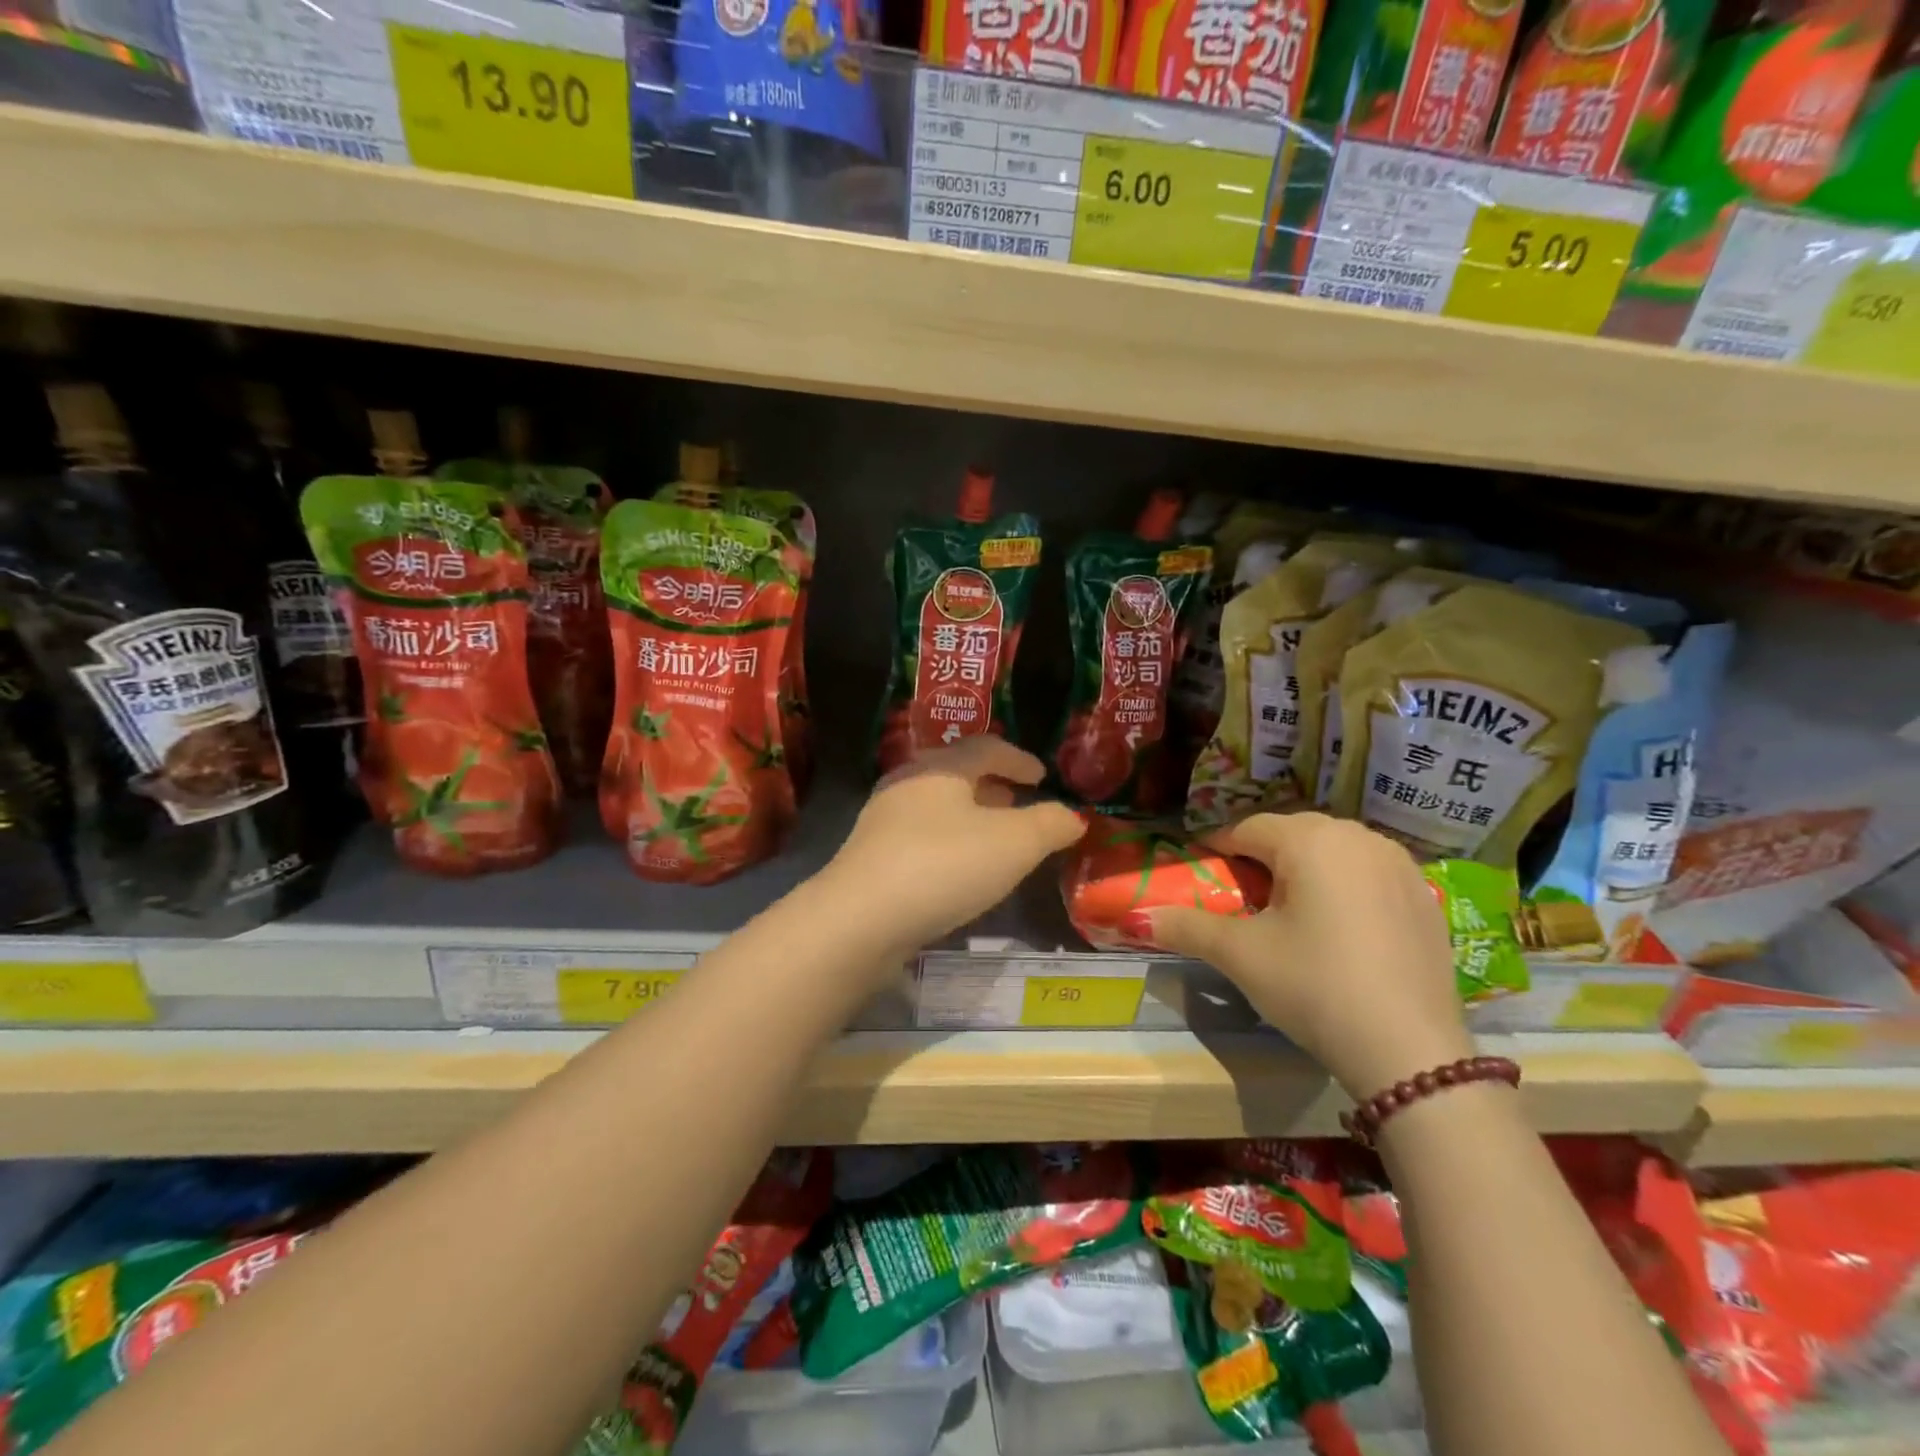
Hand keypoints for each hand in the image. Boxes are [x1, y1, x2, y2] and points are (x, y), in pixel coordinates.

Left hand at [822, 737, 1085, 954]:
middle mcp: (907, 785)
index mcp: (940, 768)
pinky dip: (950, 842)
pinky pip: (921, 838)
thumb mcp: (1015, 843)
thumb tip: (1073, 816)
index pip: (985, 748)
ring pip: (937, 808)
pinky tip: (960, 871)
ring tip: (995, 837)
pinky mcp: (871, 859)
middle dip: (992, 786)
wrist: (860, 920)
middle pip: (956, 774)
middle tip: (1019, 802)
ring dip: (970, 816)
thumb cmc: (945, 865)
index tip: (1042, 776)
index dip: (1019, 759)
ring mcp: (883, 822)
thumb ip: (1050, 825)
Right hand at [1150, 813, 1473, 1099]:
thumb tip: (1134, 917)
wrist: (1410, 1051)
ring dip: (1305, 866)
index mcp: (1310, 841)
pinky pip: (1369, 872)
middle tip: (1242, 894)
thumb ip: (1186, 926)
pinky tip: (1340, 926)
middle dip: (1262, 855)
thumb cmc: (1314, 986)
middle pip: (1293, 833)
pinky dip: (1345, 884)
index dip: (1218, 846)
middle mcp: (1359, 837)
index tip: (1201, 870)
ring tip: (1290, 909)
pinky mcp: (1425, 896)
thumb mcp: (1241, 955)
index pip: (1248, 827)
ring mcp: (1400, 864)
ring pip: (1335, 849)